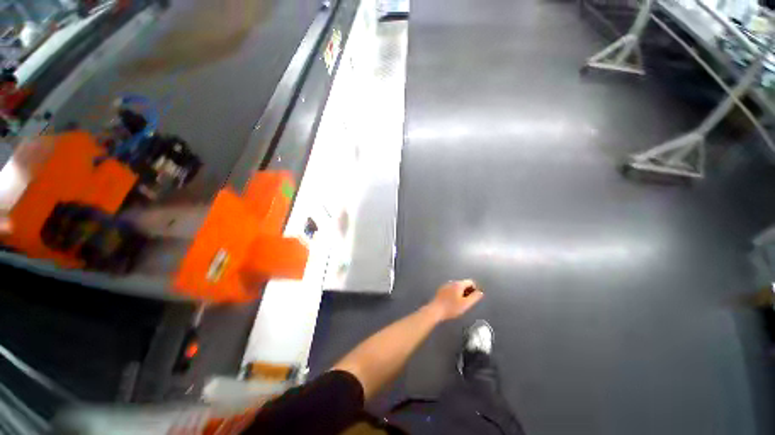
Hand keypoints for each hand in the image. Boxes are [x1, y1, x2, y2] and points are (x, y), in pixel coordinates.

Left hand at [426, 279, 483, 321]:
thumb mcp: (466, 304)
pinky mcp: (441, 290)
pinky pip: (451, 289)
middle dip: (468, 291)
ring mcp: (445, 285)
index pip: (470, 282)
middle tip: (468, 302)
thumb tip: (480, 292)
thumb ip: (474, 297)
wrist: (435, 310)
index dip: (475, 289)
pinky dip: (454, 294)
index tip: (475, 298)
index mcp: (458, 284)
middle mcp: (452, 282)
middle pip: (463, 284)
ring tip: (461, 303)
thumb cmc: (451, 308)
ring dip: (461, 293)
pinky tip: (453, 302)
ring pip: (457, 287)